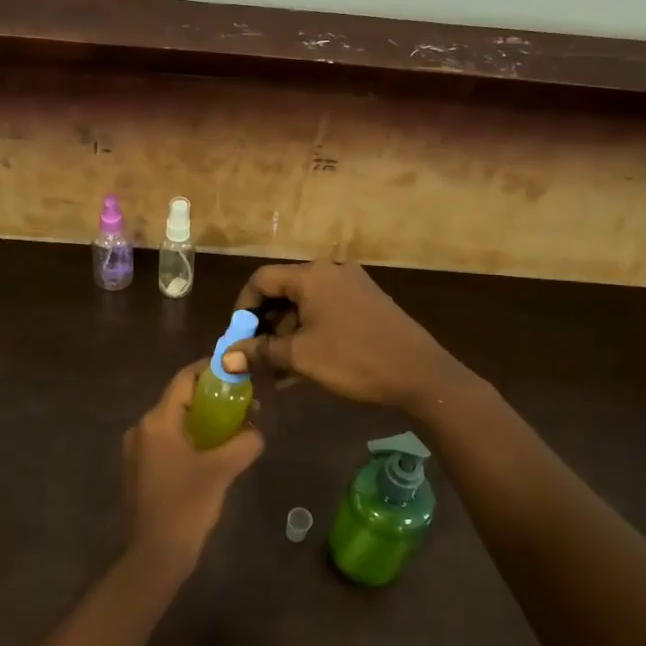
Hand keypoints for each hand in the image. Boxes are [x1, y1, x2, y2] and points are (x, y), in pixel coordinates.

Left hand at [122, 361, 264, 580]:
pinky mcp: (140, 470)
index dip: (210, 370)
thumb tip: (256, 431)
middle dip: (212, 397)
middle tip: (243, 402)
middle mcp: (142, 428)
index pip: (185, 379)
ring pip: (175, 422)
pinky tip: (213, 452)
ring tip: (233, 427)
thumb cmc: (186, 506)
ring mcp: (137, 450)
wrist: (155, 556)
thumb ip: (244, 443)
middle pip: (180, 399)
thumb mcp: (222, 470)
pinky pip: (168, 441)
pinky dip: (191, 438)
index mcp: (157, 421)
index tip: (236, 369)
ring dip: (203, 420)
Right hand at [223, 260, 467, 412]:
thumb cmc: (353, 360)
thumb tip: (226, 359)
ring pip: (307, 304)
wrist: (419, 373)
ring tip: (278, 369)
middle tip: (256, 356)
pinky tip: (304, 364)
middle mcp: (332, 272)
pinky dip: (311, 332)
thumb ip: (260, 353)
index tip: (238, 338)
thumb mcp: (301, 357)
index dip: (243, 307)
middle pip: (285, 290)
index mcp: (313, 276)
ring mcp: (354, 286)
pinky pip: (328, 311)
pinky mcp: (369, 303)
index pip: (263, 279)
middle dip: (266, 324)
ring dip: (288, 333)